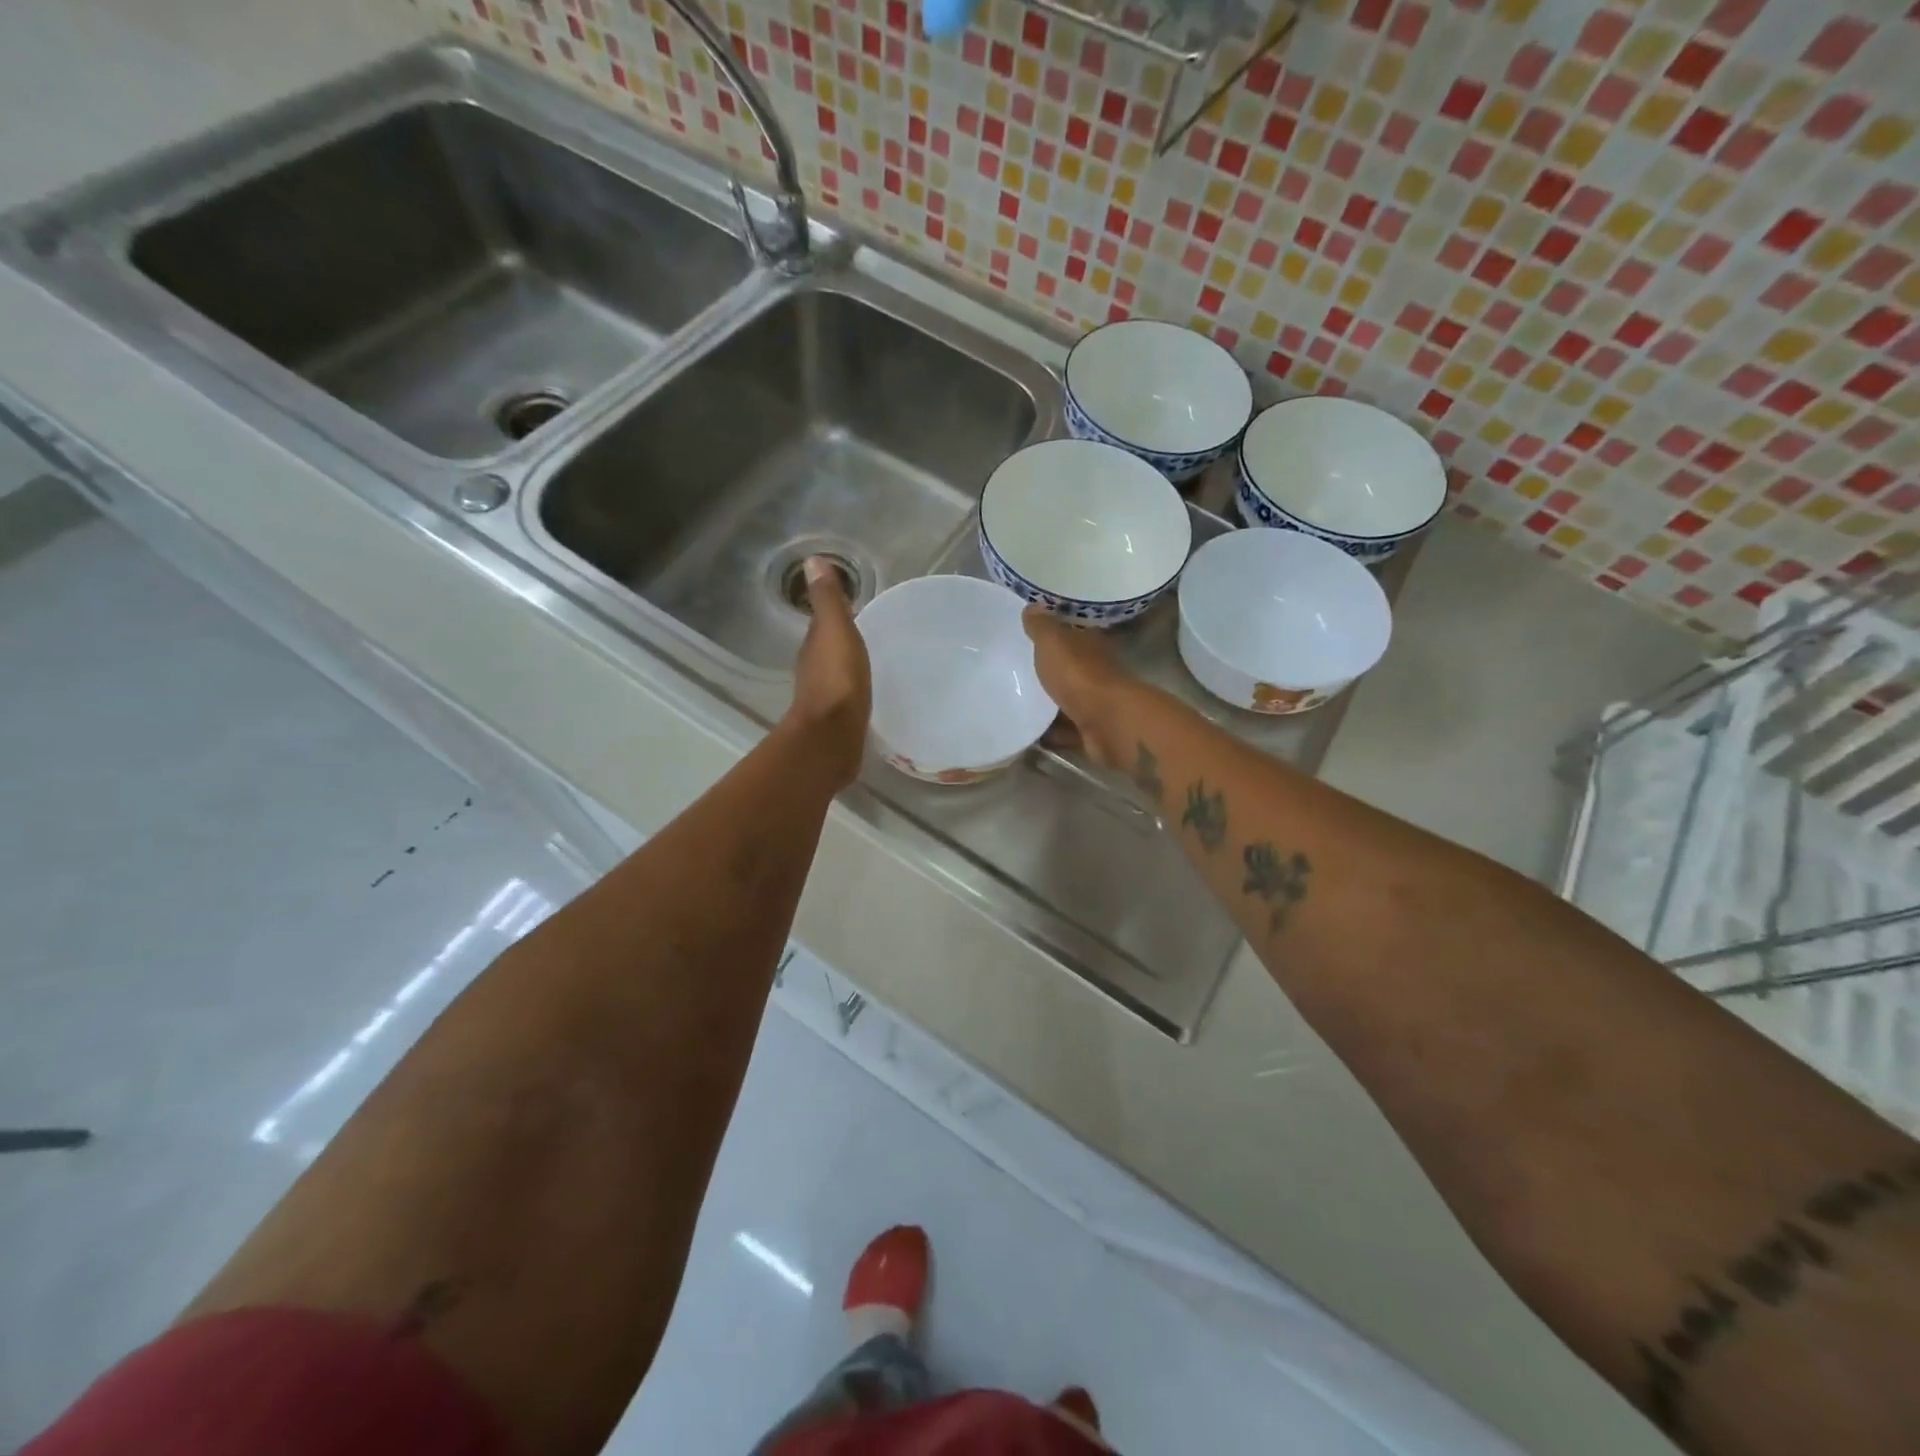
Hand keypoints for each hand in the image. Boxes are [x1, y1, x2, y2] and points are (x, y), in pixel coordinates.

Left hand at [785, 557, 871, 788]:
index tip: (854, 604)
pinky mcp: (836, 720)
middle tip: (868, 631)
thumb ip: (829, 600)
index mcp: (814, 646)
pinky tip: (868, 692)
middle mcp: (813, 669)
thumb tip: (813, 560)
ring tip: (871, 660)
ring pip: (836, 672)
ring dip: (847, 665)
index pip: (823, 623)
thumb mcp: (837, 632)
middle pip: (828, 648)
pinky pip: (846, 696)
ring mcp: (824, 696)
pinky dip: (854, 689)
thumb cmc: (838, 681)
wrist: (832, 737)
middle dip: (843, 639)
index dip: (835, 613)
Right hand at [1022, 606, 1134, 769]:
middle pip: (1067, 667)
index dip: (1051, 633)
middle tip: (1013, 672)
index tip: (1025, 637)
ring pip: (1066, 698)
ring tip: (1016, 703)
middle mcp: (1095, 670)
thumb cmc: (1079, 675)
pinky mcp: (1091, 729)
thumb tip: (1033, 605)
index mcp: (1088, 643)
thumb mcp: (1053, 642)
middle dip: (1047, 670)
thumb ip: (1042, 626)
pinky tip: (1029, 732)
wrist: (1109, 724)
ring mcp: (1096, 702)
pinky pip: (1065, 729)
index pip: (1070, 633)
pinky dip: (1050, 731)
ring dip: (1047, 702)